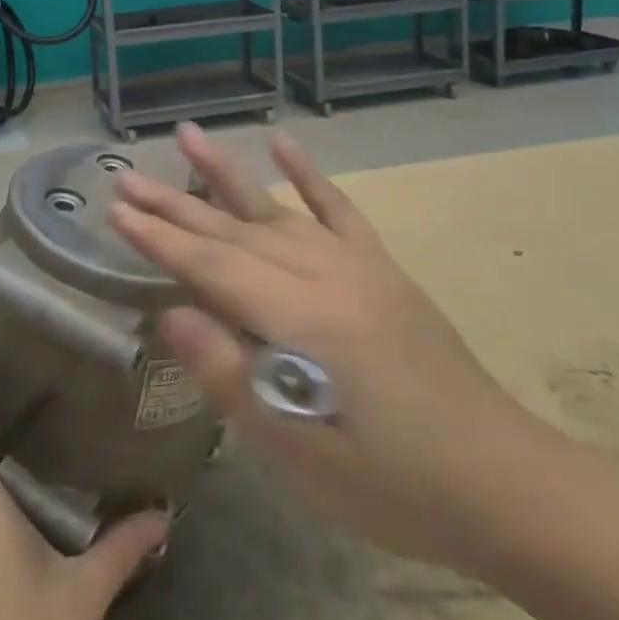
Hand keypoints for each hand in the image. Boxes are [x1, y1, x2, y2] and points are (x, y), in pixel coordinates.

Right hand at [108, 123, 542, 574]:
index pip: (211, 266)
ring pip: (273, 210)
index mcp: (299, 318)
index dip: (158, 238)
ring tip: (187, 135)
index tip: (114, 209)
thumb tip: (171, 316)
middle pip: (232, 231)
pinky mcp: (380, 267)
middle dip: (173, 204)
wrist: (504, 481)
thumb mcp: (301, 455)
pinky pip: (337, 208)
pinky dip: (307, 174)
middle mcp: (322, 273)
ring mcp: (355, 263)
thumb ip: (232, 379)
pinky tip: (280, 143)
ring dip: (225, 173)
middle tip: (125, 178)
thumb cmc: (393, 484)